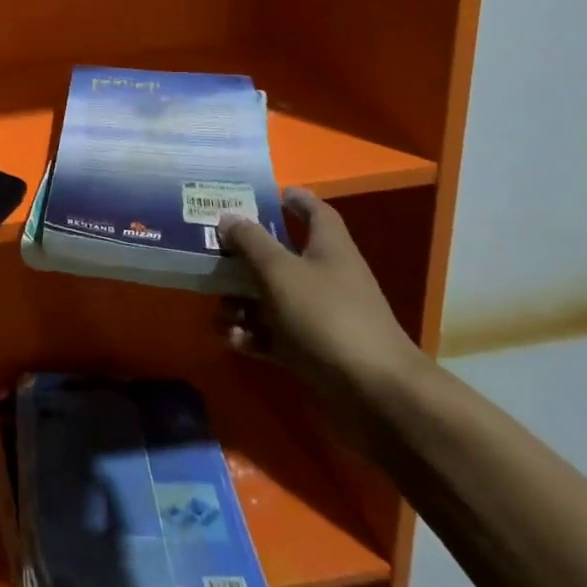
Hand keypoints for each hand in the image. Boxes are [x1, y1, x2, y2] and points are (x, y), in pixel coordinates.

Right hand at [219, 188, 424, 404]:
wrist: (374, 393)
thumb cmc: (327, 316)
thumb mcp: (280, 272)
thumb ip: (251, 242)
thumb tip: (228, 216)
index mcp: (329, 247)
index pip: (315, 211)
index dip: (294, 199)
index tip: (265, 193)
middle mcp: (326, 276)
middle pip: (282, 256)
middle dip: (246, 257)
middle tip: (213, 254)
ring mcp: (320, 315)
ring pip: (272, 298)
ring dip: (241, 302)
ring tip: (218, 310)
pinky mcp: (313, 350)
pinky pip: (274, 334)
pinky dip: (252, 335)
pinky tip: (233, 339)